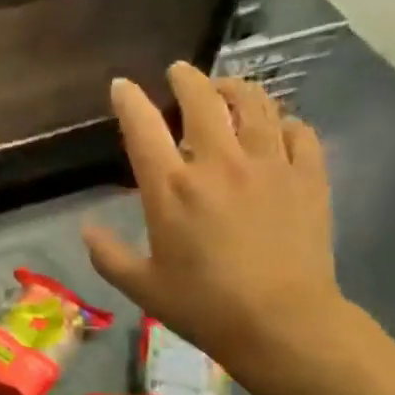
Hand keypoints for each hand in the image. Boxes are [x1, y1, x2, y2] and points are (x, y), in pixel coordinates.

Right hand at [81, 63, 347, 380]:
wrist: (281, 323)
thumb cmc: (203, 306)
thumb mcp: (141, 287)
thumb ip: (108, 255)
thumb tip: (86, 228)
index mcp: (171, 190)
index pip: (144, 128)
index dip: (130, 100)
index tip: (122, 85)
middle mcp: (219, 164)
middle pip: (203, 101)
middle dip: (187, 79)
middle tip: (180, 72)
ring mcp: (269, 165)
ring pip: (255, 104)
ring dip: (235, 88)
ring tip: (226, 88)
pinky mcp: (308, 177)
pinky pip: (298, 131)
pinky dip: (283, 121)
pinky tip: (277, 126)